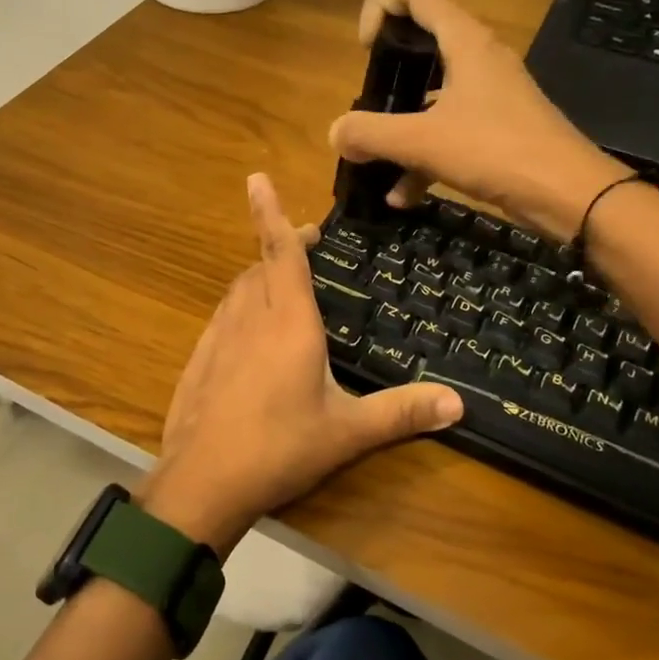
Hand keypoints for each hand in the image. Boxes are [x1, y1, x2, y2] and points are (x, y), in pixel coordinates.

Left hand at [142, 173, 463, 553]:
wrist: (203, 481)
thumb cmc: (280, 447)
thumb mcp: (348, 431)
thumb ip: (401, 413)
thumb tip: (458, 403)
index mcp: (288, 323)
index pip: (280, 253)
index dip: (270, 213)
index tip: (256, 178)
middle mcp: (249, 319)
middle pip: (259, 266)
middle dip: (278, 246)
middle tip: (305, 245)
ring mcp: (218, 339)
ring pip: (237, 291)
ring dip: (258, 277)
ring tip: (282, 285)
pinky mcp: (200, 361)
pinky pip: (222, 319)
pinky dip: (240, 309)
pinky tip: (251, 336)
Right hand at [328, 0, 627, 240]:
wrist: (568, 193)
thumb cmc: (496, 151)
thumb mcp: (423, 142)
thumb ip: (371, 134)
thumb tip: (335, 134)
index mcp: (464, 40)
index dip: (380, 5)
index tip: (365, 51)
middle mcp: (477, 56)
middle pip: (421, 38)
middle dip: (386, 71)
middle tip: (369, 100)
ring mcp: (488, 92)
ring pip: (431, 92)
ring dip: (399, 124)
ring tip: (374, 160)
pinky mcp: (495, 126)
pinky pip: (447, 129)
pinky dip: (422, 156)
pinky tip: (401, 196)